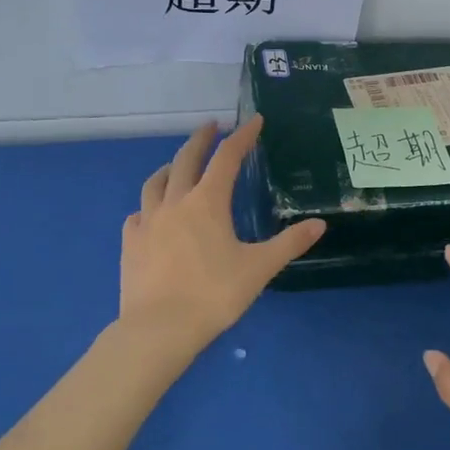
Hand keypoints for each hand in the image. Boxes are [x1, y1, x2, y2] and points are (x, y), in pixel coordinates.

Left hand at [120, 118, 325, 355]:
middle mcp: (175, 202)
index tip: (253, 121)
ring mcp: (147, 221)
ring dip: (170, 167)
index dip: (242, 137)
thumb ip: (289, 243)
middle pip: (186, 159)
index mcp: (208, 202)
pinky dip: (149, 205)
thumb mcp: (259, 268)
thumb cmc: (214, 294)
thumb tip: (319, 224)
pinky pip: (138, 214)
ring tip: (177, 165)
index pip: (227, 158)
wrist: (159, 328)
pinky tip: (152, 214)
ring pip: (155, 182)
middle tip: (211, 126)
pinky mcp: (130, 243)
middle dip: (201, 139)